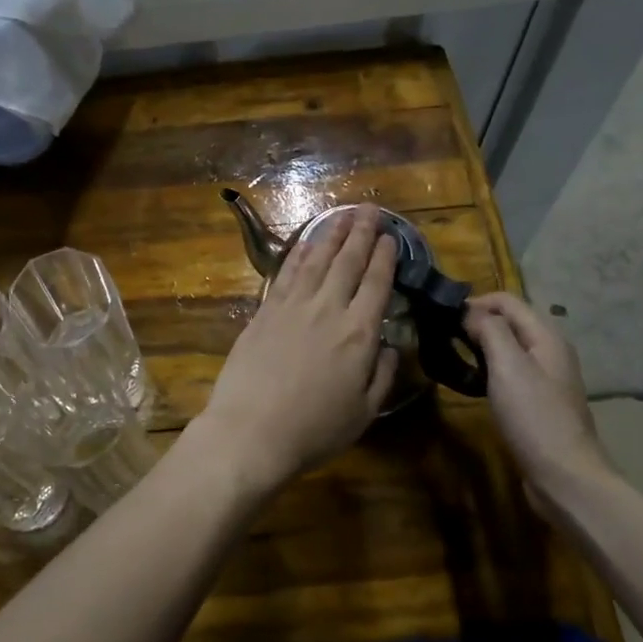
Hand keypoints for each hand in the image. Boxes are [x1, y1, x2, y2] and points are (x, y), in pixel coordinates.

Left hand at [196, 206, 399, 493]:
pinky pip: (285, 273)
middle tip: (370, 210)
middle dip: (361, 233)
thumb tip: (391, 345)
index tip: (391, 236)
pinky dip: (298, 254)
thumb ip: (383, 374)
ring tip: (343, 215)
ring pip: (316, 260)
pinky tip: (306, 242)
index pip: (377, 284)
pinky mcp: (264, 311)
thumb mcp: (364, 411)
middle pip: (348, 262)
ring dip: (331, 235)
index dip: (385, 257)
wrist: (251, 430)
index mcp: (359, 333)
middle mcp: (328, 309)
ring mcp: (292, 306)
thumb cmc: (314, 429)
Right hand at [464, 292, 612, 498]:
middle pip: (510, 321)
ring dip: (482, 344)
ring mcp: (546, 377)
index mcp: (547, 337)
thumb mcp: (508, 366)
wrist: (564, 475)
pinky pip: (511, 370)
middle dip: (477, 321)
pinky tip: (474, 380)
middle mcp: (550, 351)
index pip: (507, 300)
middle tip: (444, 335)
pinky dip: (490, 366)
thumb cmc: (534, 416)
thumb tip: (469, 311)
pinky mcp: (538, 400)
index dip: (475, 302)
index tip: (443, 317)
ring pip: (509, 346)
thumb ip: (489, 330)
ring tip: (454, 354)